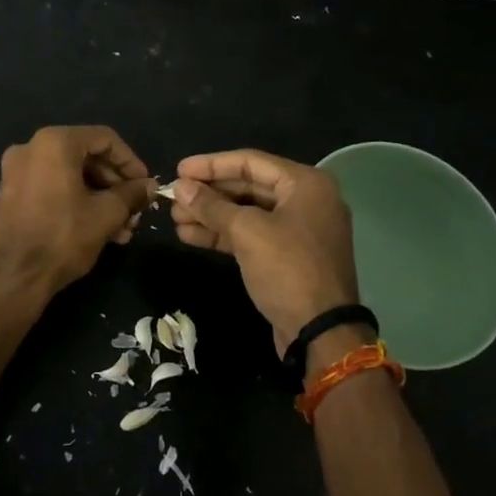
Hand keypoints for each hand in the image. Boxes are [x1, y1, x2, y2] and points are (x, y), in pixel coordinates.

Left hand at [0, 126, 154, 305]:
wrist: (15, 277)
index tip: (145, 185)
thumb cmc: (64, 237)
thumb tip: (149, 186)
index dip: (130, 161)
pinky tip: (96, 228)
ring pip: (70, 175)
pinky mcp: (10, 194)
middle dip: (114, 184)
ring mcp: (15, 171)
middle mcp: (30, 148)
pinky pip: (51, 187)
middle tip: (134, 210)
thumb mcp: (107, 214)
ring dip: (99, 197)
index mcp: (54, 143)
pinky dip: (75, 200)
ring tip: (121, 228)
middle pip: (86, 156)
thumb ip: (132, 193)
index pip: (104, 139)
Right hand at [170, 149, 359, 357]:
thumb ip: (212, 206)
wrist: (322, 333)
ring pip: (246, 213)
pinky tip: (190, 235)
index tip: (179, 169)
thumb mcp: (248, 232)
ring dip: (210, 215)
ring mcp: (297, 230)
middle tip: (173, 197)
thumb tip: (180, 187)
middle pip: (248, 187)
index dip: (211, 165)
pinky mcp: (287, 257)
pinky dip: (223, 235)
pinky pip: (251, 235)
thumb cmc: (289, 269)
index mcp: (305, 183)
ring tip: (175, 217)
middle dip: (209, 193)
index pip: (250, 162)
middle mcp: (305, 200)